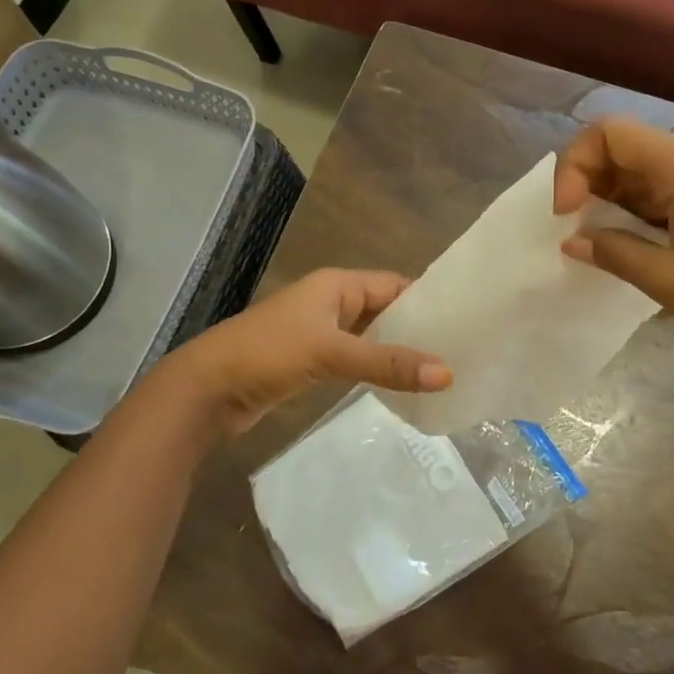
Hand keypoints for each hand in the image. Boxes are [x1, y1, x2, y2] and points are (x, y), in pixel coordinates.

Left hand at [159, 269, 452, 435]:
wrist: (207, 389)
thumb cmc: (269, 353)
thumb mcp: (331, 353)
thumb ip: (387, 363)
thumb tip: (447, 374)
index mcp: (336, 285)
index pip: (394, 285)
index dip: (427, 300)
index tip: (466, 320)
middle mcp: (331, 302)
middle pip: (384, 310)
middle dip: (417, 329)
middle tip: (462, 351)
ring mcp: (319, 333)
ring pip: (370, 337)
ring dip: (398, 351)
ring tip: (441, 371)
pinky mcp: (311, 362)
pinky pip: (355, 359)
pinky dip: (376, 369)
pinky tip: (401, 387)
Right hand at [554, 117, 673, 377]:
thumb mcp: (670, 281)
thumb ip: (614, 252)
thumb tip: (571, 241)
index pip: (614, 134)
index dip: (577, 163)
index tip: (566, 213)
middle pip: (628, 148)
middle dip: (589, 181)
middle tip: (573, 228)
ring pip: (645, 172)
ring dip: (611, 198)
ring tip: (592, 239)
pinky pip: (667, 193)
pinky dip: (636, 212)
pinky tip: (623, 243)